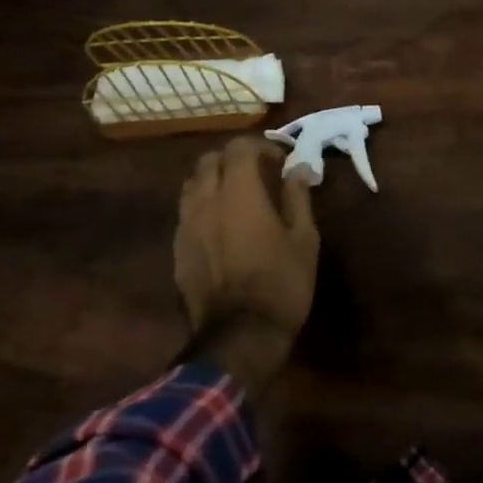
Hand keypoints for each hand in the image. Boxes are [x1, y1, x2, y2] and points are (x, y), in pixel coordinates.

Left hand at [174, 137, 319, 358]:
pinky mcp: (177, 250)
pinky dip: (203, 207)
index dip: (260, 146)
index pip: (239, 147)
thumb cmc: (281, 282)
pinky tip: (221, 226)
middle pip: (209, 160)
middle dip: (233, 159)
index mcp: (239, 192)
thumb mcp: (304, 238)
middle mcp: (206, 201)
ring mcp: (186, 226)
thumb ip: (298, 197)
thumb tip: (298, 168)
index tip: (280, 161)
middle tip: (257, 174)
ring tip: (236, 197)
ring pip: (192, 185)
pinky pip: (186, 213)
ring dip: (213, 180)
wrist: (240, 336)